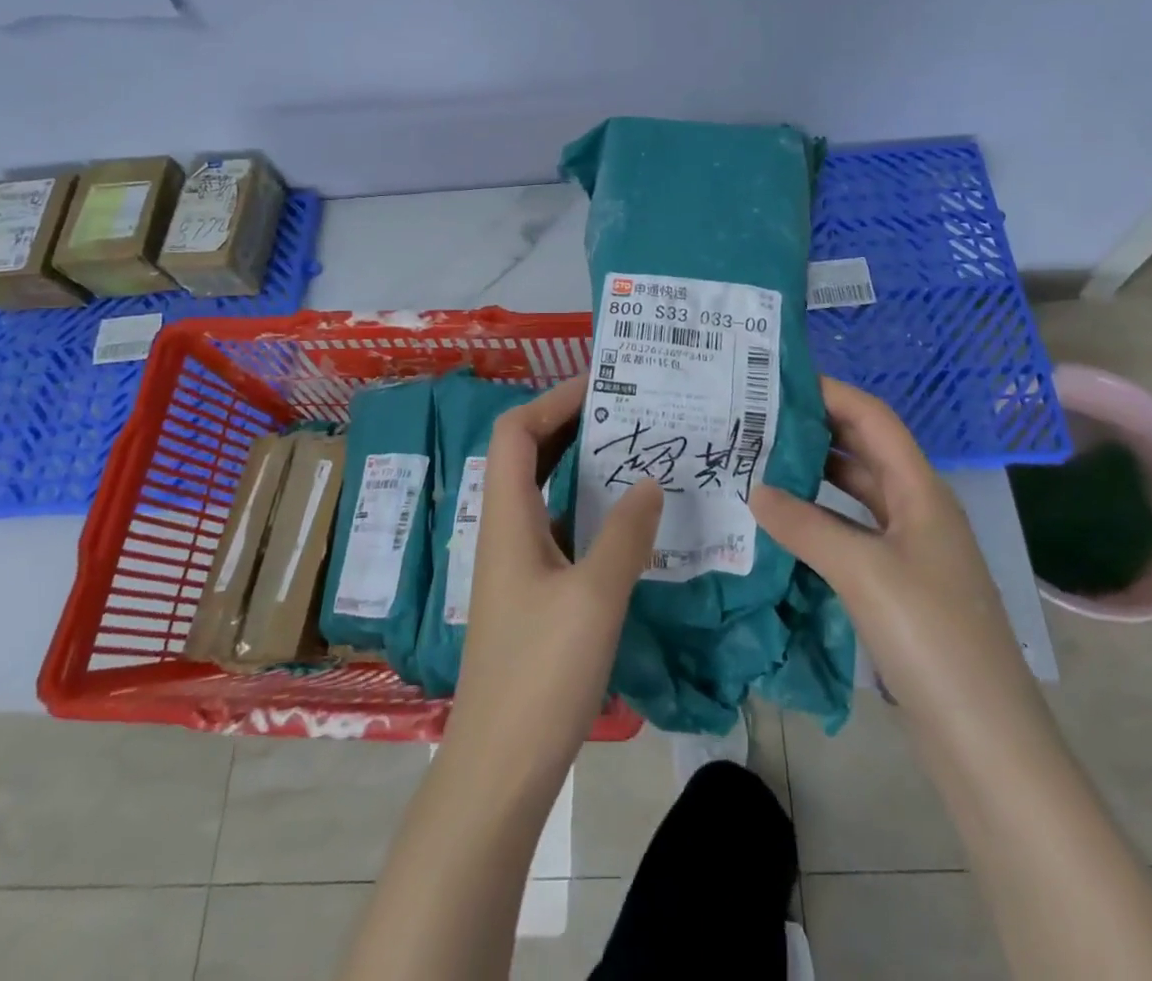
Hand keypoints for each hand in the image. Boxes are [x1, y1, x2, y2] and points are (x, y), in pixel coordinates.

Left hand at [341, 379, 661, 980]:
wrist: (500, 767)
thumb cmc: (542, 674)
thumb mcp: (594, 597)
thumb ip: (625, 533)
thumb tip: (650, 481)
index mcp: (507, 517)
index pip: (516, 431)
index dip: (553, 399)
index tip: (603, 385)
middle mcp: (506, 529)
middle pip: (529, 453)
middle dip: (573, 423)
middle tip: (628, 410)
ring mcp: (518, 562)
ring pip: (546, 491)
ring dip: (583, 465)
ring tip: (635, 450)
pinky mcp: (533, 592)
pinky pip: (560, 527)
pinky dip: (589, 508)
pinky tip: (629, 518)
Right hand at [749, 376, 1031, 722]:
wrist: (985, 738)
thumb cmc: (931, 636)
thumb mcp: (863, 571)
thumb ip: (805, 525)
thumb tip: (754, 489)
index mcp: (921, 491)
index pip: (873, 419)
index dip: (831, 392)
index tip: (778, 379)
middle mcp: (917, 510)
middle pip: (864, 450)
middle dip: (816, 428)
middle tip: (757, 417)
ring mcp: (910, 550)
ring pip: (856, 494)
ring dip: (814, 475)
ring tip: (759, 461)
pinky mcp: (898, 586)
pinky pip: (852, 534)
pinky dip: (819, 520)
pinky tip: (783, 524)